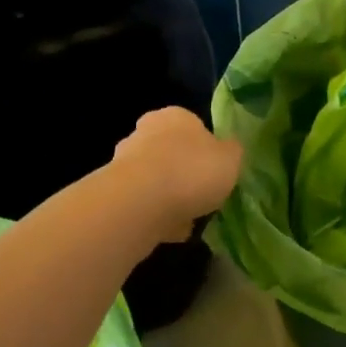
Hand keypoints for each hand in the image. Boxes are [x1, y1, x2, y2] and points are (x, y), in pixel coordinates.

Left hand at [108, 107, 243, 243]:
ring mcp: (125, 160)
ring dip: (169, 196)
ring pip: (156, 178)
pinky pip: (144, 203)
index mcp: (176, 116)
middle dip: (184, 172)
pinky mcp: (114, 191)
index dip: (207, 149)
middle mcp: (146, 131)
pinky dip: (156, 215)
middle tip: (203, 195)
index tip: (216, 171)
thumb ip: (232, 152)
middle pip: (171, 151)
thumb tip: (228, 150)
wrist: (141, 203)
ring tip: (189, 219)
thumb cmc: (193, 171)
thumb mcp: (231, 159)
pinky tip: (171, 230)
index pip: (194, 126)